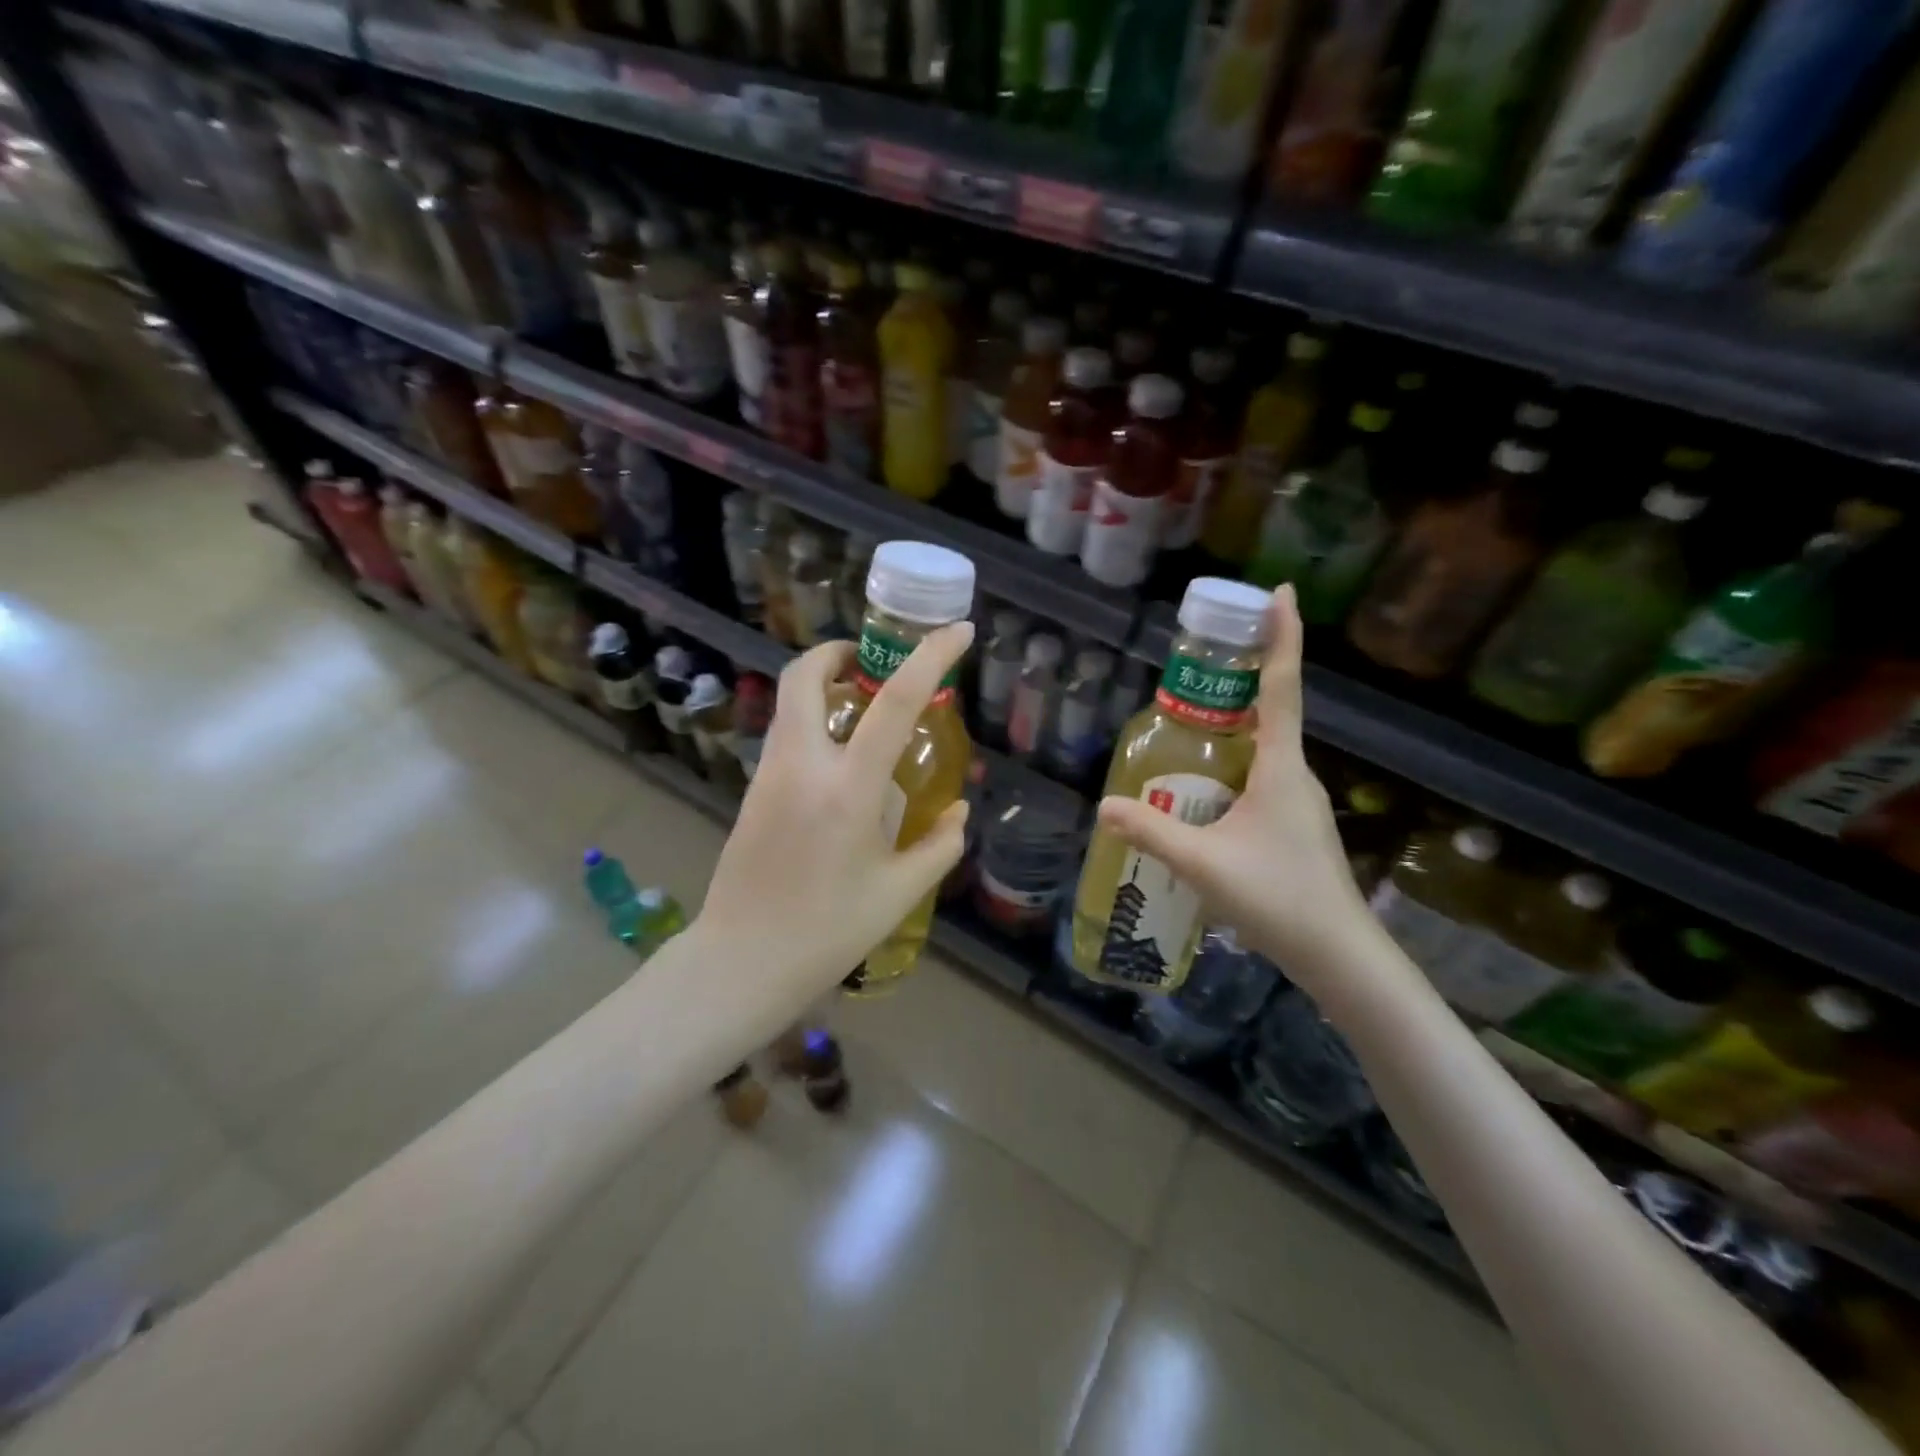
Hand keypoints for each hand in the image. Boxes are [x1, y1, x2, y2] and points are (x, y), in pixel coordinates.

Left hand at [693, 624, 974, 998]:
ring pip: (788, 702)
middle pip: (804, 674)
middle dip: (838, 652)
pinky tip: (839, 759)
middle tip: (872, 665)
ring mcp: (769, 775)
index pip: (895, 702)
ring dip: (822, 686)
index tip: (958, 630)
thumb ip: (941, 845)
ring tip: (860, 708)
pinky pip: (784, 734)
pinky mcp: (753, 791)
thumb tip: (960, 810)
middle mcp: (803, 766)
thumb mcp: (900, 893)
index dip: (931, 657)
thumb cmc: (828, 932)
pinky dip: (811, 720)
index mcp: (848, 789)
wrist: (740, 963)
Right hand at [1095, 586, 1381, 997]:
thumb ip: (1150, 832)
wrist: (1338, 954)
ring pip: (1264, 748)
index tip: (1279, 593)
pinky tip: (1202, 791)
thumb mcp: (1202, 863)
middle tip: (1201, 659)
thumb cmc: (1277, 897)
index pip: (1281, 688)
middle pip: (1271, 710)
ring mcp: (1298, 800)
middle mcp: (1295, 773)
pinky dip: (1233, 764)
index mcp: (1282, 767)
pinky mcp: (1293, 825)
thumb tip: (1102, 806)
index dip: (1283, 637)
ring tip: (1188, 722)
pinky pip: (1261, 777)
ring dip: (1234, 725)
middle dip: (1241, 678)